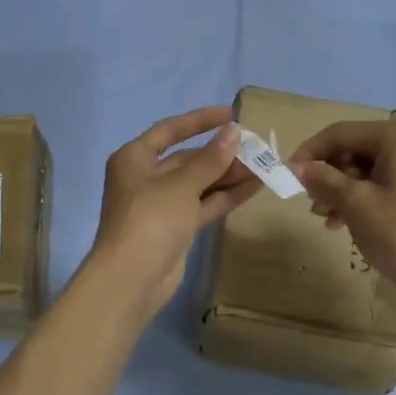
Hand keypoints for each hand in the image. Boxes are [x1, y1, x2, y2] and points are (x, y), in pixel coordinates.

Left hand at [88, 106, 260, 320]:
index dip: (200, 120)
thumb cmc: (150, 219)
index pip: (170, 130)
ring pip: (199, 183)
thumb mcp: (182, 185)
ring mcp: (161, 205)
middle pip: (187, 159)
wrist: (132, 280)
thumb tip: (234, 132)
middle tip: (257, 147)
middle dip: (221, 154)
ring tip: (263, 165)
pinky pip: (203, 205)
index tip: (231, 114)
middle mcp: (146, 177)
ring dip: (228, 176)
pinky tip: (254, 187)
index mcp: (134, 158)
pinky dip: (225, 197)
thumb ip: (211, 159)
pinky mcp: (176, 228)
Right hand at [290, 115, 395, 331]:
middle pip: (353, 149)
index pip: (340, 133)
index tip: (287, 175)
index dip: (310, 152)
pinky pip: (380, 182)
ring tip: (325, 217)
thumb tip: (296, 166)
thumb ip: (323, 179)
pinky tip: (343, 223)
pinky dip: (359, 198)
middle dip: (327, 175)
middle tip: (310, 202)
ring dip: (340, 190)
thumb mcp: (356, 204)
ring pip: (364, 168)